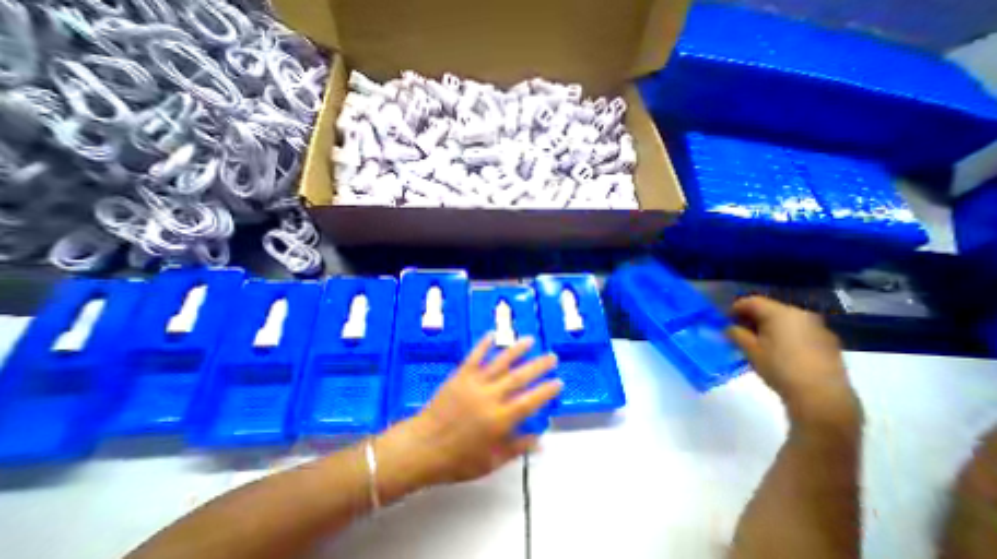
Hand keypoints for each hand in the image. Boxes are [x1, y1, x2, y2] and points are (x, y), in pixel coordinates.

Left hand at [378, 335, 558, 490]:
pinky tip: (492, 334)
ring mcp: (474, 383)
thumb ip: (517, 448)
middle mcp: (491, 397)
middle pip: (519, 377)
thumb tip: (542, 440)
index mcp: (500, 420)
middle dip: (538, 366)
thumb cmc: (457, 460)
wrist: (422, 447)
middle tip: (551, 356)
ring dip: (516, 350)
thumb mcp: (491, 462)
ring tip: (530, 340)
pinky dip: (483, 344)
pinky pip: (474, 356)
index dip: (546, 391)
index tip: (558, 382)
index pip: (530, 402)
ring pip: (500, 362)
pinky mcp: (460, 375)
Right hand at [730, 296, 860, 422]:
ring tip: (756, 341)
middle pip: (770, 309)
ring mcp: (819, 329)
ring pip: (785, 320)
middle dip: (751, 317)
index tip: (724, 320)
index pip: (752, 301)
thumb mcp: (749, 349)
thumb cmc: (779, 367)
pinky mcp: (828, 343)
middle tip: (738, 330)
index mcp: (781, 313)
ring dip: (768, 326)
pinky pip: (799, 331)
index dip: (735, 308)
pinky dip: (784, 335)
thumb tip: (730, 328)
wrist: (822, 397)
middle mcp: (802, 315)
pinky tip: (777, 350)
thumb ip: (735, 333)